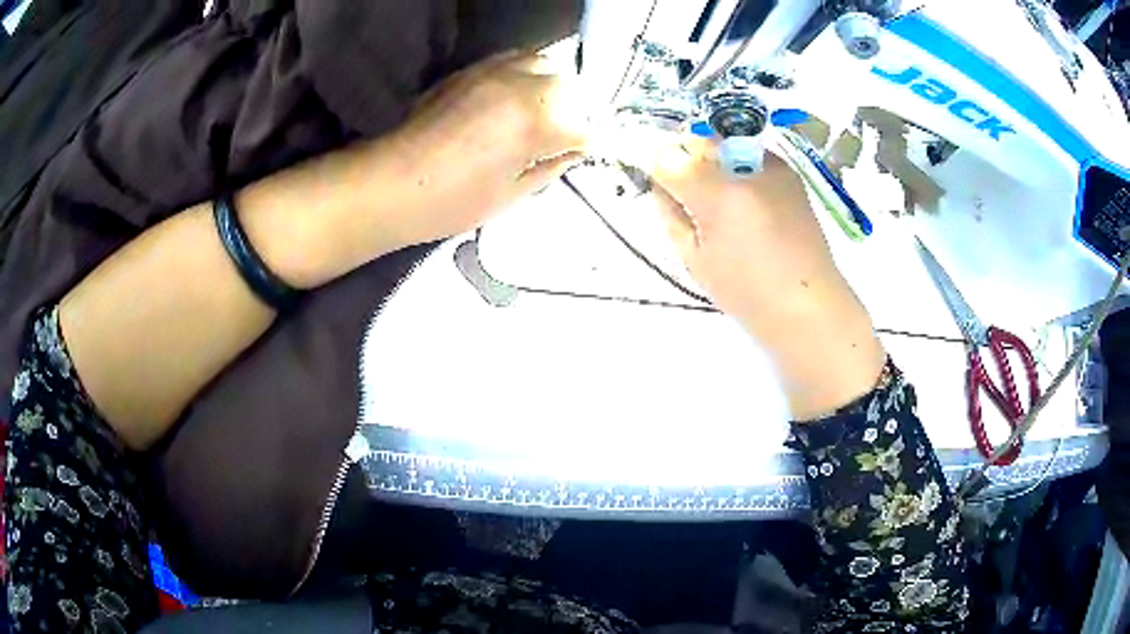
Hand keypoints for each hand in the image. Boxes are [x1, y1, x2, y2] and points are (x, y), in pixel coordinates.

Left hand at [378, 51, 589, 245]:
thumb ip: (550, 168)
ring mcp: (494, 73)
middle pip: (570, 87)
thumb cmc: (453, 201)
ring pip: (544, 62)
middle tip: (564, 134)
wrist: (393, 183)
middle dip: (575, 110)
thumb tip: (571, 153)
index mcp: (538, 123)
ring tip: (543, 109)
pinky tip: (517, 95)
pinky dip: (525, 73)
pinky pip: (512, 59)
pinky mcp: (470, 70)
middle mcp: (523, 87)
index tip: (585, 154)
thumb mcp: (512, 195)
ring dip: (552, 84)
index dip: (588, 144)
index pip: (585, 127)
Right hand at [647, 138, 885, 419]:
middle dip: (682, 154)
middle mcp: (746, 168)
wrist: (808, 303)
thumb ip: (670, 213)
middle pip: (698, 139)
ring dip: (710, 158)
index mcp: (719, 194)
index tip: (644, 170)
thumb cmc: (746, 292)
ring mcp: (772, 165)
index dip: (652, 161)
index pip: (669, 158)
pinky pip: (749, 154)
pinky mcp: (789, 171)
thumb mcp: (693, 258)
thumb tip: (660, 183)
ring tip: (715, 194)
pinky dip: (737, 166)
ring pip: (725, 142)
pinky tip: (744, 198)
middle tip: (680, 184)